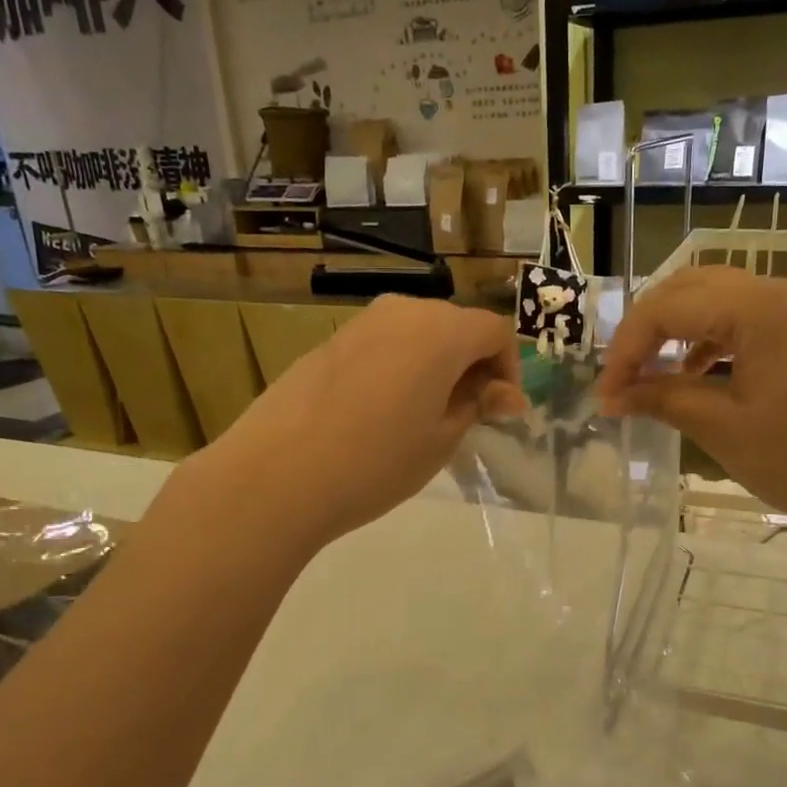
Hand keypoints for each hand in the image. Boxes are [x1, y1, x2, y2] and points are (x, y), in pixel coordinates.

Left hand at [211, 296, 525, 548]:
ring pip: (418, 334)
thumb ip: (477, 405)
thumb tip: (503, 393)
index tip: (500, 412)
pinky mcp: (330, 342)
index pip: (495, 331)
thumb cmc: (377, 461)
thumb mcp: (442, 440)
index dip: (508, 368)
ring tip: (426, 417)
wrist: (278, 474)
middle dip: (473, 365)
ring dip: (435, 366)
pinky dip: (400, 367)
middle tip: (469, 416)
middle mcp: (403, 311)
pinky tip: (383, 413)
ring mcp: (361, 323)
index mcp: (441, 331)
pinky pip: (383, 345)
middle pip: (456, 326)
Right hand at [599, 267, 786, 546]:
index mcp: (757, 309)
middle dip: (645, 329)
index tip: (605, 394)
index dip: (627, 349)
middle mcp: (777, 292)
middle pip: (687, 288)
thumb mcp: (722, 428)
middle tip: (620, 376)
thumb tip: (613, 396)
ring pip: (713, 297)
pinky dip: (706, 339)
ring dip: (673, 330)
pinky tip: (691, 373)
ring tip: (648, 374)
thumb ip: (662, 399)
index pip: (667, 309)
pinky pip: (740, 317)